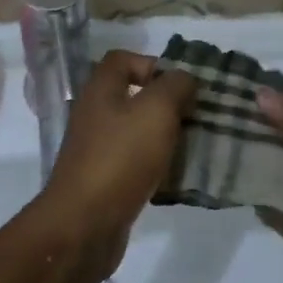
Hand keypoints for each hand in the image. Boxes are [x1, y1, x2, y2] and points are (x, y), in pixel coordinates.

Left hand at [32, 50, 197, 279]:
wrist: (85, 223)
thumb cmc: (120, 158)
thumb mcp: (156, 111)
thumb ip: (174, 86)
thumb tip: (183, 78)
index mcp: (100, 90)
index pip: (122, 60)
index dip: (152, 64)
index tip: (181, 85)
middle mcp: (94, 115)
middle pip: (133, 97)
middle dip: (167, 105)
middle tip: (197, 118)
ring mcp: (97, 149)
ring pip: (137, 132)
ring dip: (165, 137)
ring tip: (195, 147)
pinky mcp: (104, 180)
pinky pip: (135, 164)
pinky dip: (156, 167)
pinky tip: (178, 177)